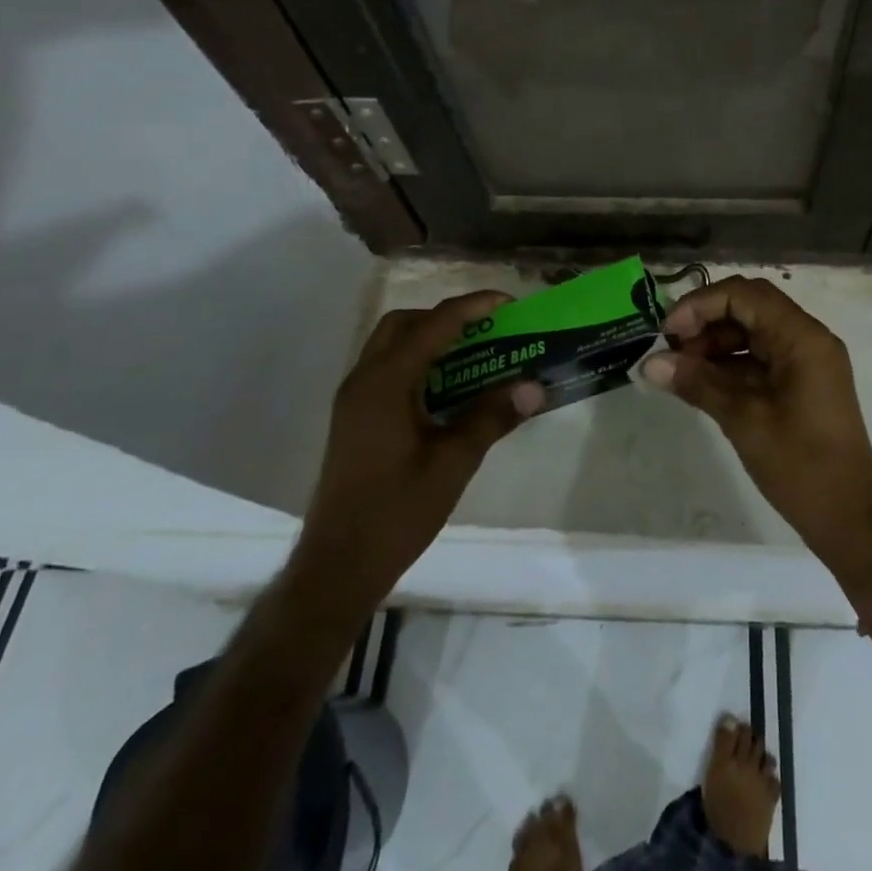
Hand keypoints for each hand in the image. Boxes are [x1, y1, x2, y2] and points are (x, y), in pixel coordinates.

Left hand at [293, 291, 542, 616]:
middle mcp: (363, 381)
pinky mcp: (355, 419)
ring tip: (473, 353)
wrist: (337, 568)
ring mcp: (354, 400)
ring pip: (391, 345)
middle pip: (404, 324)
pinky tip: (447, 389)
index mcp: (384, 384)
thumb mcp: (452, 464)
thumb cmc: (395, 513)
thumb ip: (491, 418)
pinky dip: (418, 362)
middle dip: (446, 317)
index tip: (508, 303)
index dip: (472, 307)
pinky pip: (387, 369)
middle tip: (486, 329)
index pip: (432, 325)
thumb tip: (534, 387)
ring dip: (430, 338)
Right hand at [640, 276, 871, 596]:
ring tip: (680, 368)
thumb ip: (698, 383)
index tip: (668, 332)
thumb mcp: (743, 420)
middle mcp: (807, 338)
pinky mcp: (800, 381)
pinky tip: (700, 382)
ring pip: (752, 330)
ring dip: (715, 342)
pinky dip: (729, 363)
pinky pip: (760, 356)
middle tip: (671, 349)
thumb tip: (650, 363)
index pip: (745, 295)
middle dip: (706, 321)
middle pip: (749, 306)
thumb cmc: (801, 465)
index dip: (701, 305)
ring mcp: (805, 360)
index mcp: (802, 337)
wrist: (849, 517)